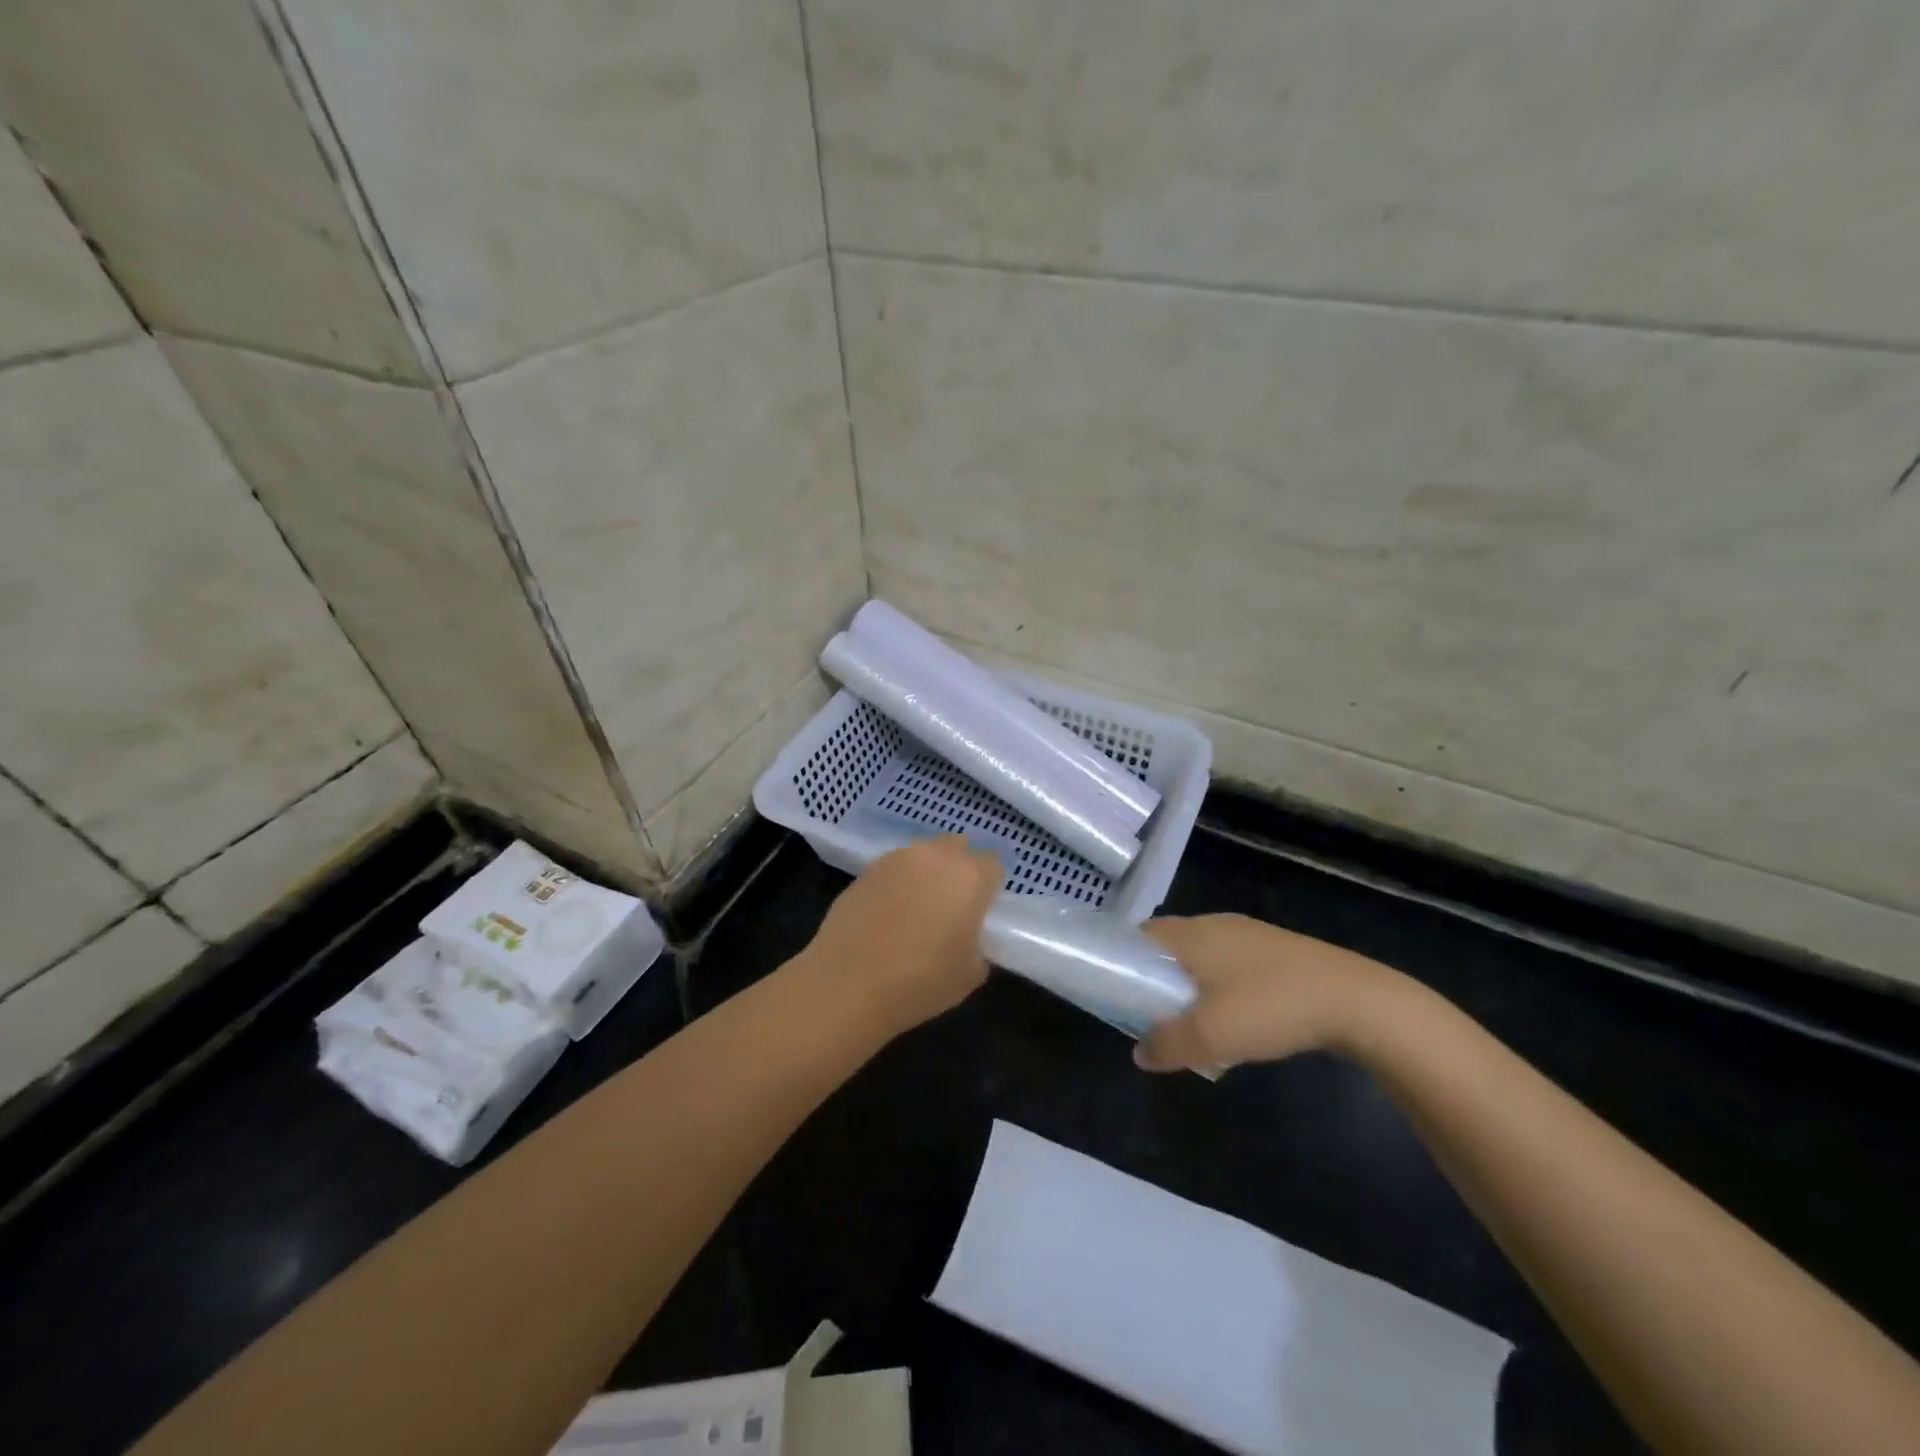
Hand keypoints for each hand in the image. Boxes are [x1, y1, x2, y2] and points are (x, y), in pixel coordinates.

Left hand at [800, 836, 1002, 1035]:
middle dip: (960, 869)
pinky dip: (899, 883)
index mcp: (970, 876)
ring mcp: (897, 858)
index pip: (994, 866)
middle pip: (958, 848)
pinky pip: (895, 868)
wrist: (847, 984)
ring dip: (928, 873)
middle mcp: (936, 856)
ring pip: (924, 854)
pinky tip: (889, 914)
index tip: (982, 912)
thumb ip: (979, 946)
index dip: (990, 888)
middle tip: (954, 905)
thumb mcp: (970, 974)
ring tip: (918, 909)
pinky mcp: (866, 869)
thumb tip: (969, 937)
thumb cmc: (920, 982)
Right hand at [1134, 914, 1408, 1072]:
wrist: (1355, 1000)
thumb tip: (1140, 1052)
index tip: (1117, 990)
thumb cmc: (1270, 1007)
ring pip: (1202, 955)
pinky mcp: (1276, 950)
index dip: (1123, 959)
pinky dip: (1220, 985)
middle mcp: (1214, 924)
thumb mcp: (1209, 1035)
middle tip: (1151, 1013)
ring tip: (1192, 1021)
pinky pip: (1231, 963)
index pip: (1140, 934)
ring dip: (1190, 983)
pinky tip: (1236, 1017)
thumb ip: (1166, 1044)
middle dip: (1156, 976)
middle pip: (1169, 944)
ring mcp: (1248, 935)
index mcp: (1191, 934)